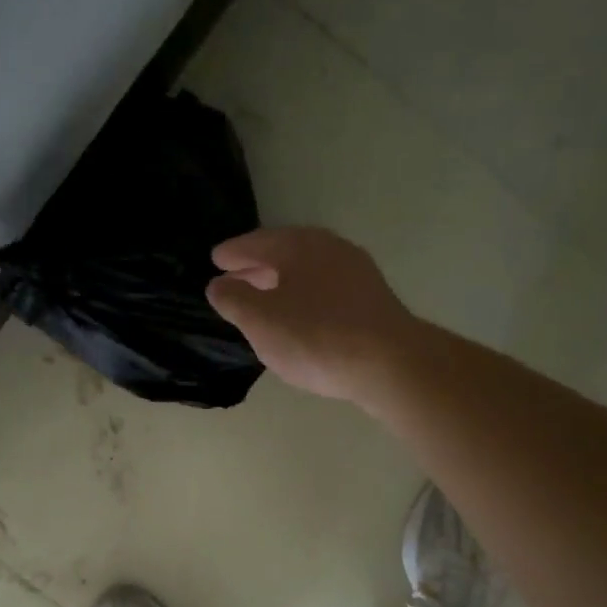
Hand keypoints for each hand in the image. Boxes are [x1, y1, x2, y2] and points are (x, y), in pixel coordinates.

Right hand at [205, 226, 424, 406]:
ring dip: (282, 283)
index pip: (257, 243)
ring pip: (308, 271)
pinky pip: (326, 290)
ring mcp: (356, 273)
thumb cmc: (316, 337)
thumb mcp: (261, 321)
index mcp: (299, 246)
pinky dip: (305, 296)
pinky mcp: (372, 299)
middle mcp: (330, 249)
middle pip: (285, 253)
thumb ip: (234, 300)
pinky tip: (300, 318)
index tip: (216, 260)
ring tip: (264, 301)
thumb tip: (219, 285)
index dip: (233, 253)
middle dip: (257, 267)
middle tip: (234, 279)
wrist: (390, 363)